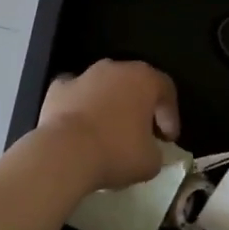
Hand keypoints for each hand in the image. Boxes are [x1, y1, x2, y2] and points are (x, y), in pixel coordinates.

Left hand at [39, 60, 180, 192]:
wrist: (64, 153)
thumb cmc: (116, 152)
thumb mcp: (151, 161)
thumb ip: (156, 150)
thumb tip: (149, 150)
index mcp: (144, 79)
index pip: (166, 90)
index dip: (170, 115)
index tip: (168, 139)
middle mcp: (115, 68)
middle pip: (134, 83)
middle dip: (140, 106)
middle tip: (142, 133)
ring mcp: (84, 75)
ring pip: (104, 86)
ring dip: (109, 104)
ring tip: (108, 132)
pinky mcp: (58, 88)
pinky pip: (76, 93)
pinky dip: (80, 105)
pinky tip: (80, 126)